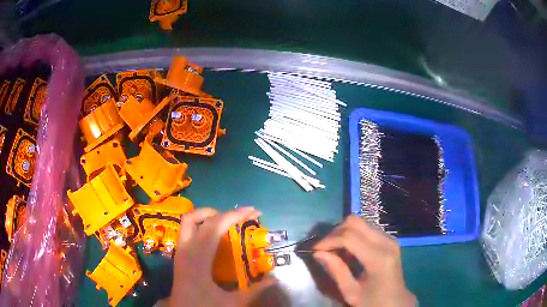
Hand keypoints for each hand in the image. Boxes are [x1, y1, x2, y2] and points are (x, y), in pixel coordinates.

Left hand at [166, 207, 274, 306]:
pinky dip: (201, 225)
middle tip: (243, 216)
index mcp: (198, 258)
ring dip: (207, 215)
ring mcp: (181, 251)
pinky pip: (188, 230)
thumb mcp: (233, 302)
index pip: (215, 226)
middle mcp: (186, 249)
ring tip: (227, 221)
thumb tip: (274, 278)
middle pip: (199, 218)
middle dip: (223, 212)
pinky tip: (214, 236)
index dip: (235, 215)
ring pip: (188, 221)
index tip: (254, 212)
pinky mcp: (180, 255)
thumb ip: (255, 290)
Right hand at [313, 216, 415, 306]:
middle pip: (355, 222)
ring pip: (360, 222)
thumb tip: (318, 253)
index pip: (349, 237)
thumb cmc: (373, 301)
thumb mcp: (351, 292)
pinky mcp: (389, 239)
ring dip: (343, 232)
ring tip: (334, 249)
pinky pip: (366, 228)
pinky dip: (352, 234)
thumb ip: (336, 271)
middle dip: (335, 232)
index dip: (329, 240)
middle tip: (324, 248)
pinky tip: (347, 250)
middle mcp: (386, 242)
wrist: (396, 301)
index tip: (315, 250)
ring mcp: (389, 238)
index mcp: (378, 258)